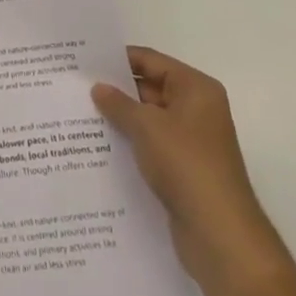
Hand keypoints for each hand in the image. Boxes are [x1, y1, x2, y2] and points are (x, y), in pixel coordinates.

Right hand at [92, 46, 291, 295]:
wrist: (220, 235)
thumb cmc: (186, 165)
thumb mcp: (146, 126)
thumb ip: (118, 103)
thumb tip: (98, 88)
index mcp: (196, 89)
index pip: (150, 60)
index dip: (117, 60)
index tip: (84, 61)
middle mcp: (197, 109)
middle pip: (149, 88)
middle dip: (116, 90)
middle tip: (76, 87)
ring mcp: (191, 141)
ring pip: (148, 119)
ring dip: (121, 119)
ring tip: (80, 115)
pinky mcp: (184, 169)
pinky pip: (151, 145)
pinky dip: (130, 143)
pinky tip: (99, 146)